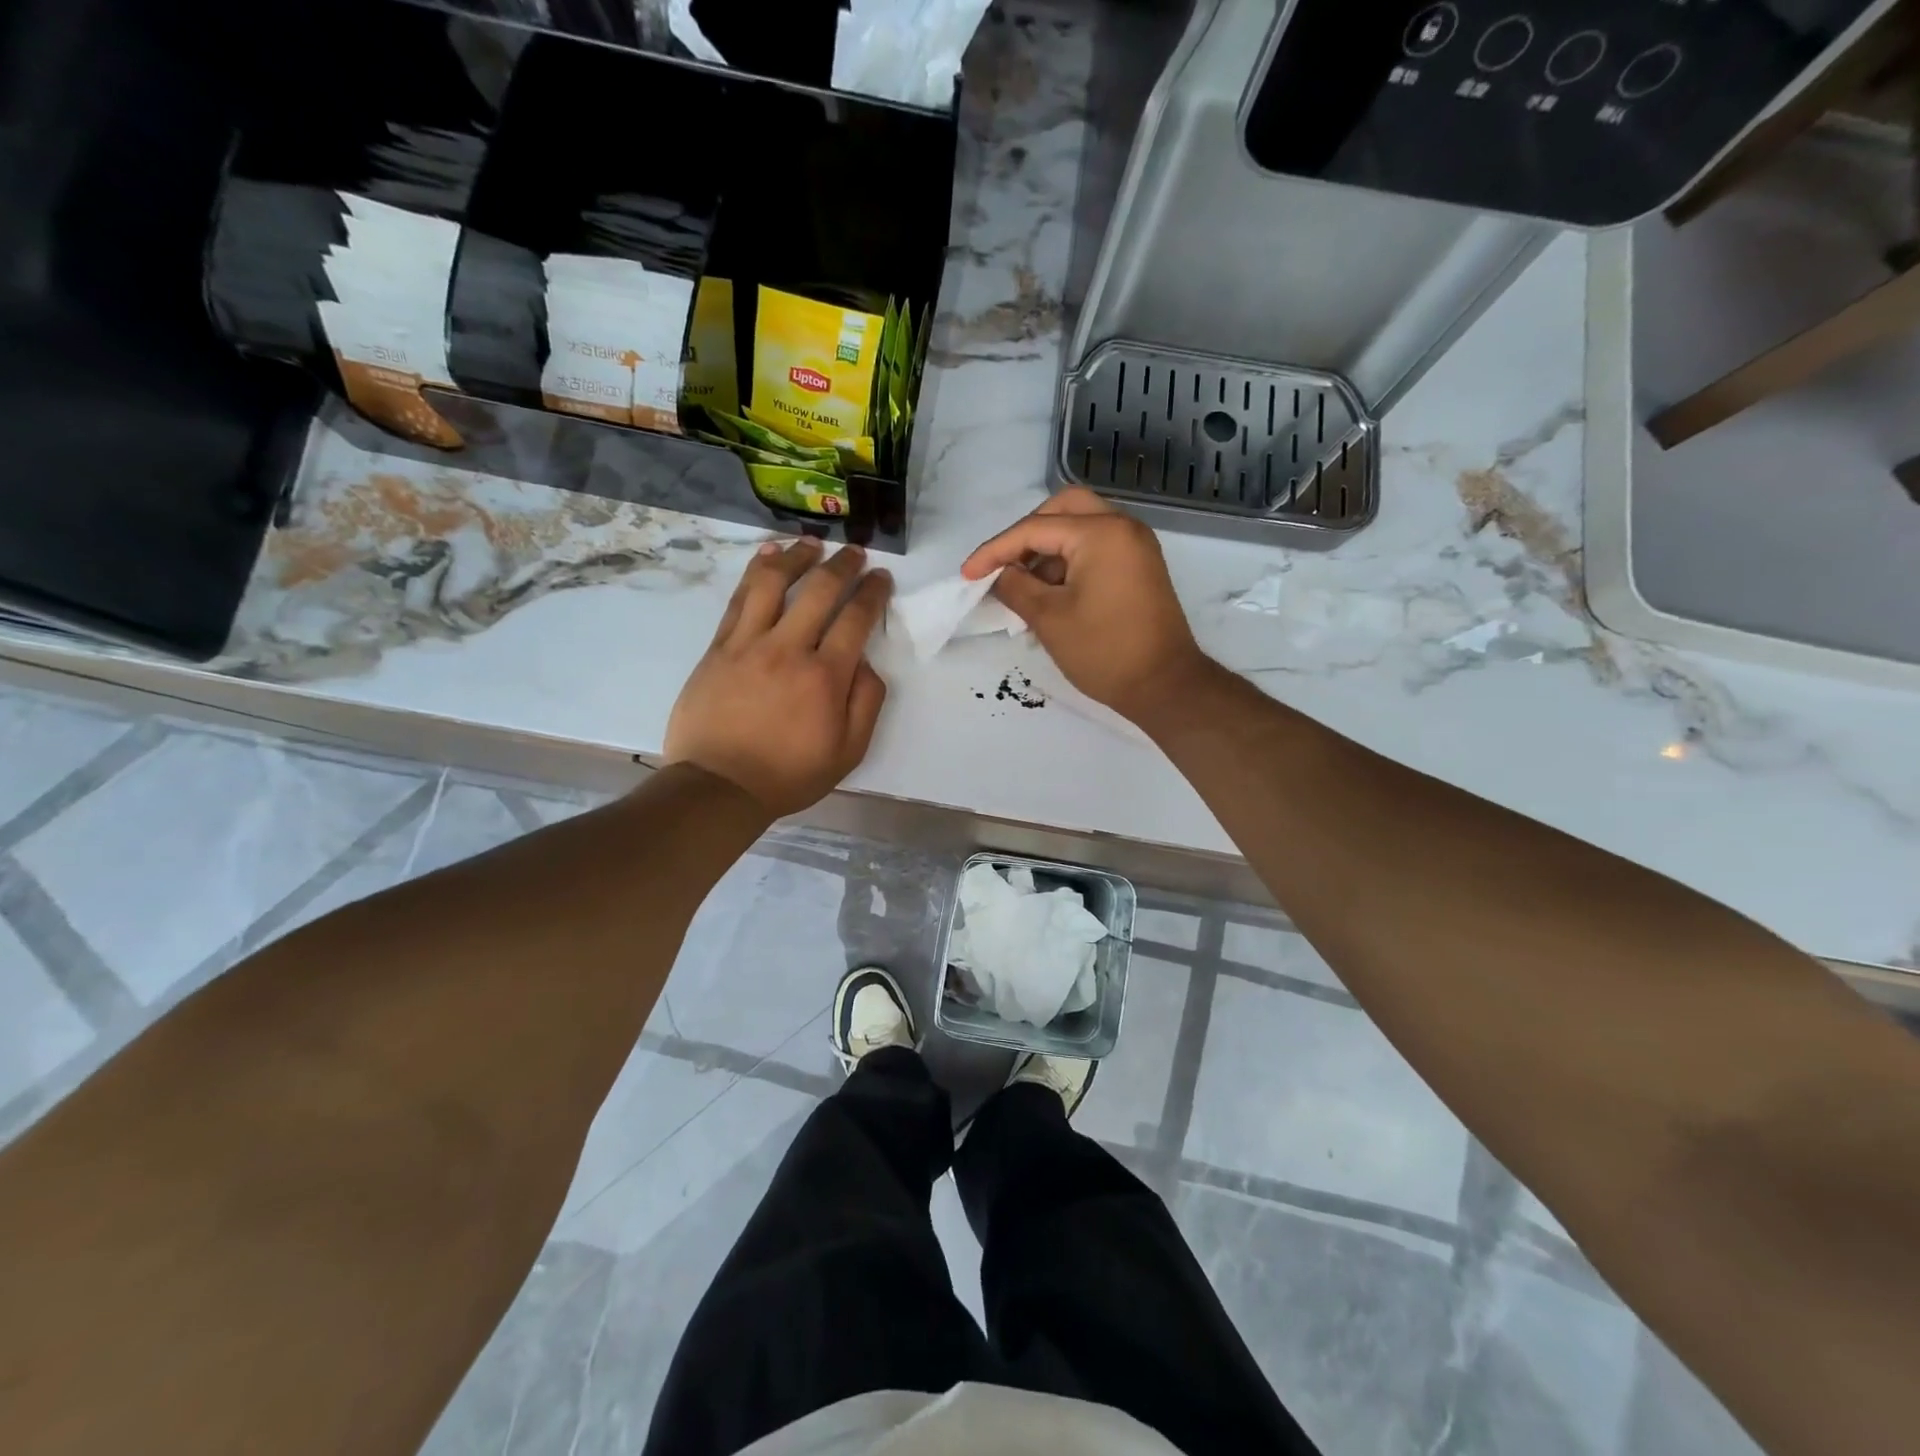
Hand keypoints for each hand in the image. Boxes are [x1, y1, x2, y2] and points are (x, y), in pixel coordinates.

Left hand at [666, 538, 890, 817]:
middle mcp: (789, 649)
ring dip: (797, 557)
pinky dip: (754, 572)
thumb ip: (866, 703)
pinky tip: (767, 556)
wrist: (719, 786)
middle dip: (843, 565)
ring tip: (811, 544)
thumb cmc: (789, 774)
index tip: (881, 577)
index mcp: (825, 676)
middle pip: (820, 591)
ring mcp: (748, 644)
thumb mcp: (848, 752)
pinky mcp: (718, 648)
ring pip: (773, 583)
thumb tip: (866, 663)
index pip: (856, 618)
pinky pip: (738, 599)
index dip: (872, 592)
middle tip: (855, 553)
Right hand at [962, 488, 1213, 726]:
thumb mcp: (1049, 619)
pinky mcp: (1139, 566)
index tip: (968, 575)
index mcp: (1101, 533)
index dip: (995, 551)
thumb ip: (1015, 587)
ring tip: (1024, 587)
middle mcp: (1122, 527)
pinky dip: (1069, 560)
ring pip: (1080, 526)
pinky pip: (1096, 547)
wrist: (1164, 685)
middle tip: (1003, 565)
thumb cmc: (1104, 652)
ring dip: (1048, 549)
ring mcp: (1135, 546)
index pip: (1034, 529)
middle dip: (1026, 534)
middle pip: (1063, 509)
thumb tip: (998, 574)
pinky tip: (1050, 593)